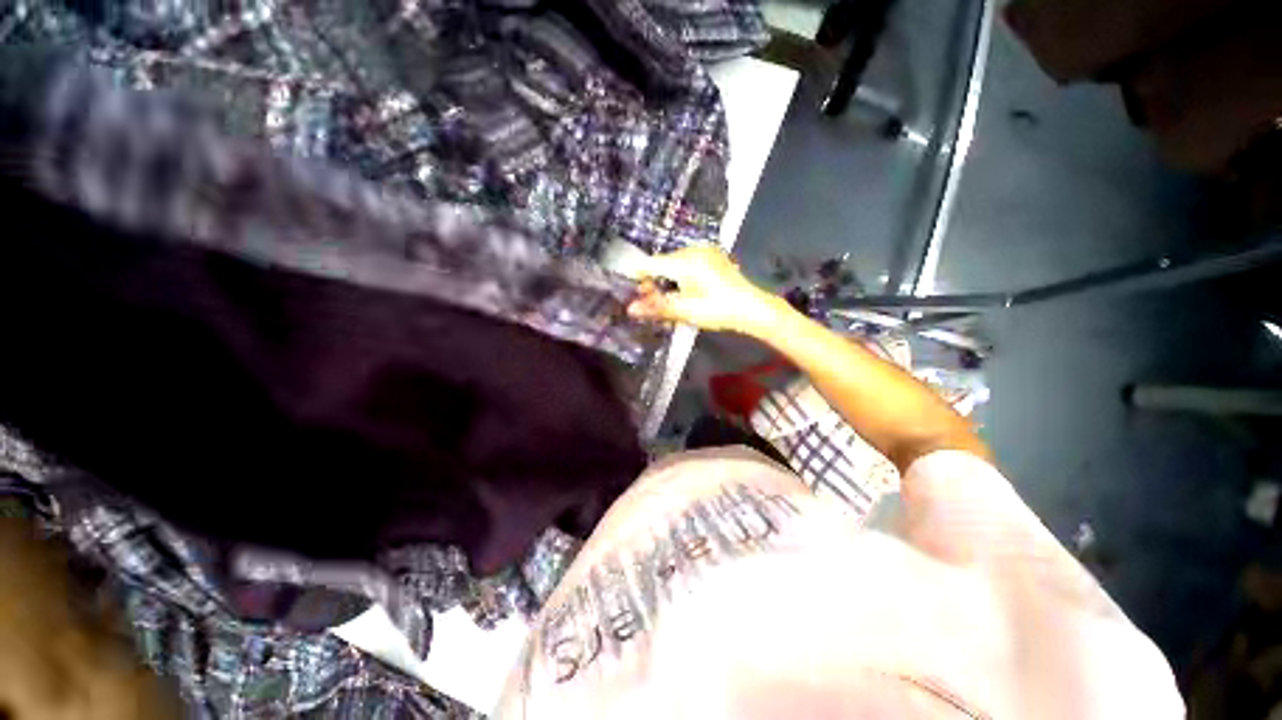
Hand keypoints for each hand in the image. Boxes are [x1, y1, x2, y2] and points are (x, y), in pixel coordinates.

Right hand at [626, 245, 782, 334]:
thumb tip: (630, 309)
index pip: (649, 264)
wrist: (752, 308)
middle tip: (654, 305)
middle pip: (662, 264)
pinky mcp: (713, 257)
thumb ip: (655, 308)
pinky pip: (688, 263)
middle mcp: (692, 250)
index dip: (638, 278)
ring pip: (674, 264)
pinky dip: (681, 277)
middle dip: (654, 283)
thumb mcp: (685, 311)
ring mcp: (704, 252)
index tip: (634, 295)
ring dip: (668, 282)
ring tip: (671, 302)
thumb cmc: (718, 310)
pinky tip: (686, 293)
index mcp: (684, 261)